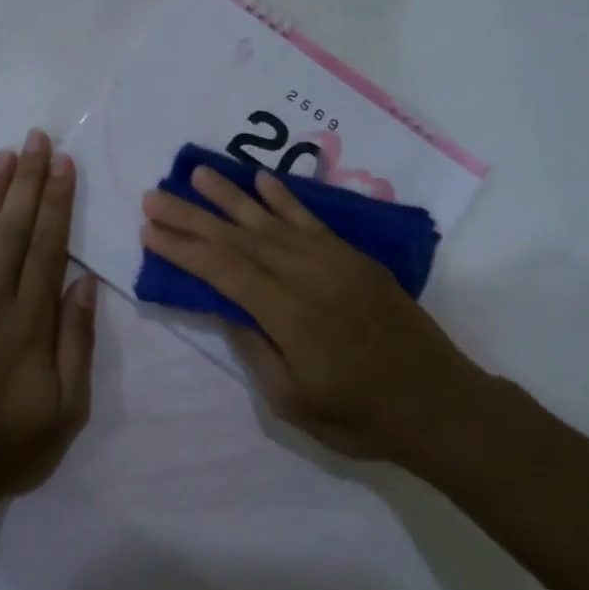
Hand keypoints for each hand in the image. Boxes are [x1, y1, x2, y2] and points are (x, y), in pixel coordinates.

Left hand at [0, 130, 98, 500]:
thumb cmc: (9, 446)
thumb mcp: (67, 408)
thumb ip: (76, 342)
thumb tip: (83, 283)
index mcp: (31, 322)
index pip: (49, 247)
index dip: (58, 202)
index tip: (64, 165)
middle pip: (15, 229)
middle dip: (29, 181)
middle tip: (37, 138)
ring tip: (5, 154)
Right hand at [140, 165, 496, 463]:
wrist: (439, 403)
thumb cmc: (360, 416)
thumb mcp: (293, 402)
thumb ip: (256, 349)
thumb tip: (225, 307)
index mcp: (289, 315)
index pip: (224, 270)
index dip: (184, 248)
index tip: (149, 230)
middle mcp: (308, 275)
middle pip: (239, 238)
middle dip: (192, 215)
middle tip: (154, 195)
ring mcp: (334, 261)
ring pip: (271, 220)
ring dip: (230, 195)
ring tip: (196, 173)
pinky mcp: (354, 257)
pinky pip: (311, 220)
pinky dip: (284, 198)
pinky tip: (261, 180)